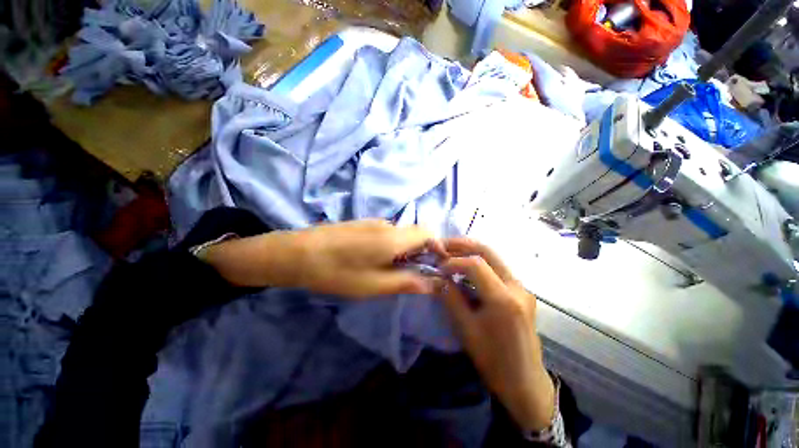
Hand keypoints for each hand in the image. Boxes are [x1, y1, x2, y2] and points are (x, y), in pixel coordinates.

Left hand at [200, 220, 439, 297]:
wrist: (296, 253)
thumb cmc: (337, 272)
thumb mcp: (375, 284)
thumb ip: (408, 282)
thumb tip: (436, 284)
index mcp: (394, 238)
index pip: (429, 232)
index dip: (437, 247)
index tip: (435, 265)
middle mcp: (387, 224)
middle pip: (415, 233)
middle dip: (420, 251)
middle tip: (410, 273)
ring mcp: (373, 222)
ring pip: (400, 233)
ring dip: (404, 250)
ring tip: (389, 270)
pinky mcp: (361, 223)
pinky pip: (385, 233)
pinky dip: (390, 245)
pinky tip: (371, 259)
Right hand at [436, 238, 554, 431]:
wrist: (525, 382)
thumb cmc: (493, 360)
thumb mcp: (466, 329)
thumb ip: (450, 297)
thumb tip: (436, 277)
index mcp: (504, 299)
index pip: (475, 264)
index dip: (452, 261)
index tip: (437, 266)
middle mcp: (517, 287)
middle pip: (487, 252)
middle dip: (462, 244)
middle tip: (441, 243)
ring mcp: (522, 287)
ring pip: (494, 257)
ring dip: (470, 251)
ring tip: (449, 251)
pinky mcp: (521, 291)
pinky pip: (497, 268)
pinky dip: (479, 262)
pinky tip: (465, 266)